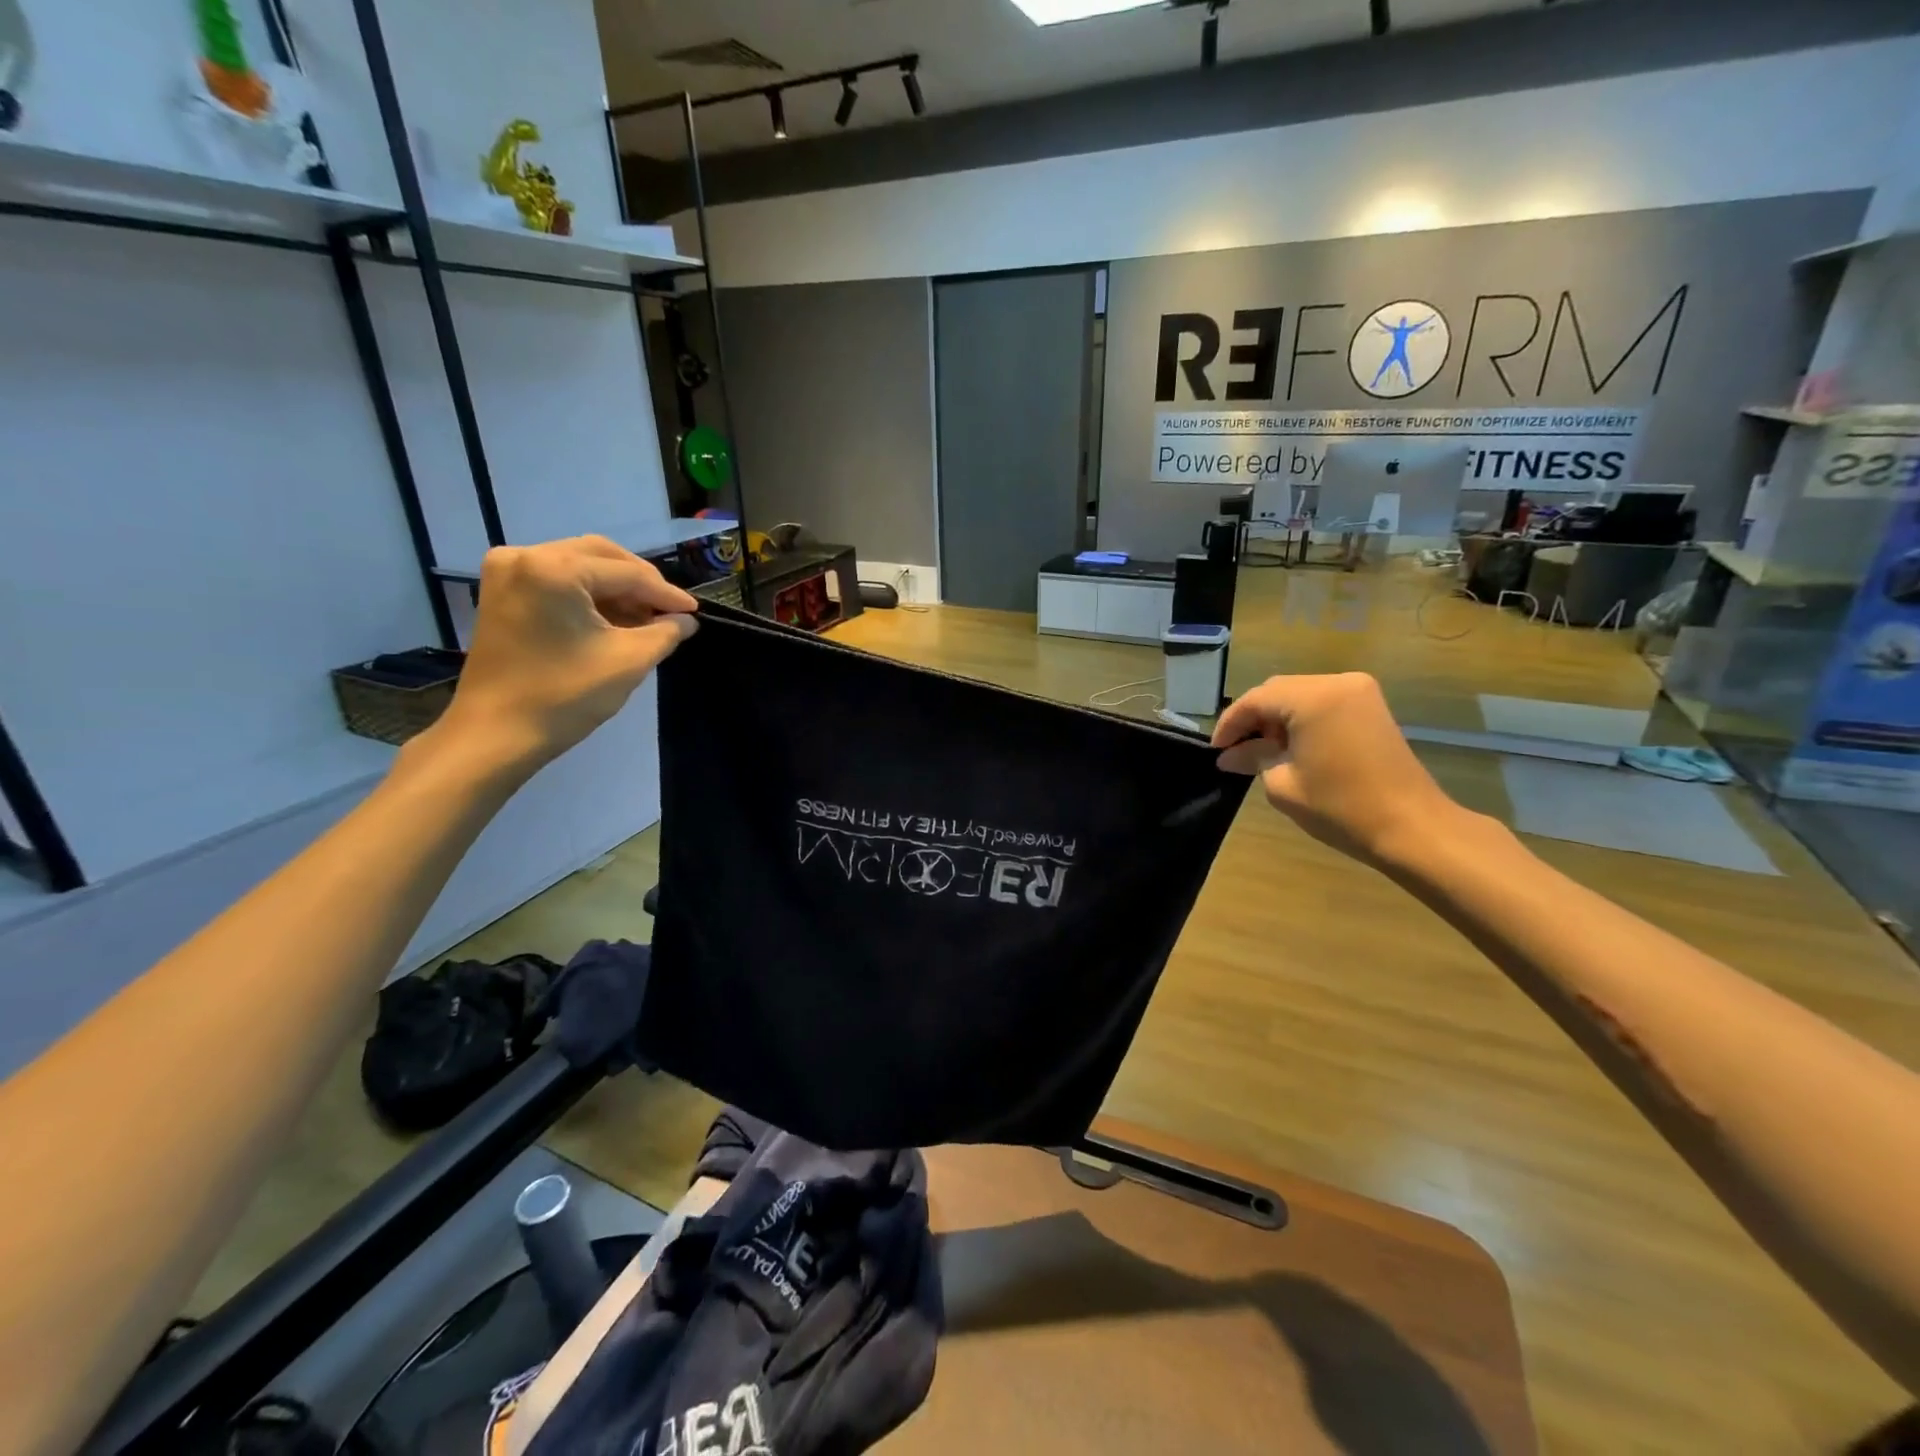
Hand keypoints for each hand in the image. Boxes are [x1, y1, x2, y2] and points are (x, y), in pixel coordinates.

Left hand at [430, 536, 697, 774]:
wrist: (496, 734)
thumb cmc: (565, 696)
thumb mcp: (629, 661)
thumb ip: (666, 633)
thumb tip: (686, 621)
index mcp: (554, 569)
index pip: (627, 573)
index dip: (666, 594)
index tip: (695, 613)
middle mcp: (525, 556)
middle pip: (601, 556)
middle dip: (640, 583)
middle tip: (670, 612)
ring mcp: (507, 572)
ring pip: (579, 565)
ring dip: (616, 589)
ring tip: (646, 619)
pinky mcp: (502, 592)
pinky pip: (557, 579)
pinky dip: (589, 595)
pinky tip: (614, 619)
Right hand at [1212, 673, 1465, 867]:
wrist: (1412, 827)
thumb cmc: (1340, 807)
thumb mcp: (1283, 783)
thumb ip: (1253, 758)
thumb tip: (1229, 755)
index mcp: (1312, 698)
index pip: (1255, 700)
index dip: (1230, 724)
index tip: (1215, 750)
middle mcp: (1336, 682)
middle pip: (1277, 691)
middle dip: (1253, 718)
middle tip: (1236, 750)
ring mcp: (1359, 692)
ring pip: (1299, 694)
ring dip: (1277, 718)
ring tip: (1262, 751)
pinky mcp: (1371, 707)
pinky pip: (1323, 702)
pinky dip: (1301, 719)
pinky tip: (1292, 746)